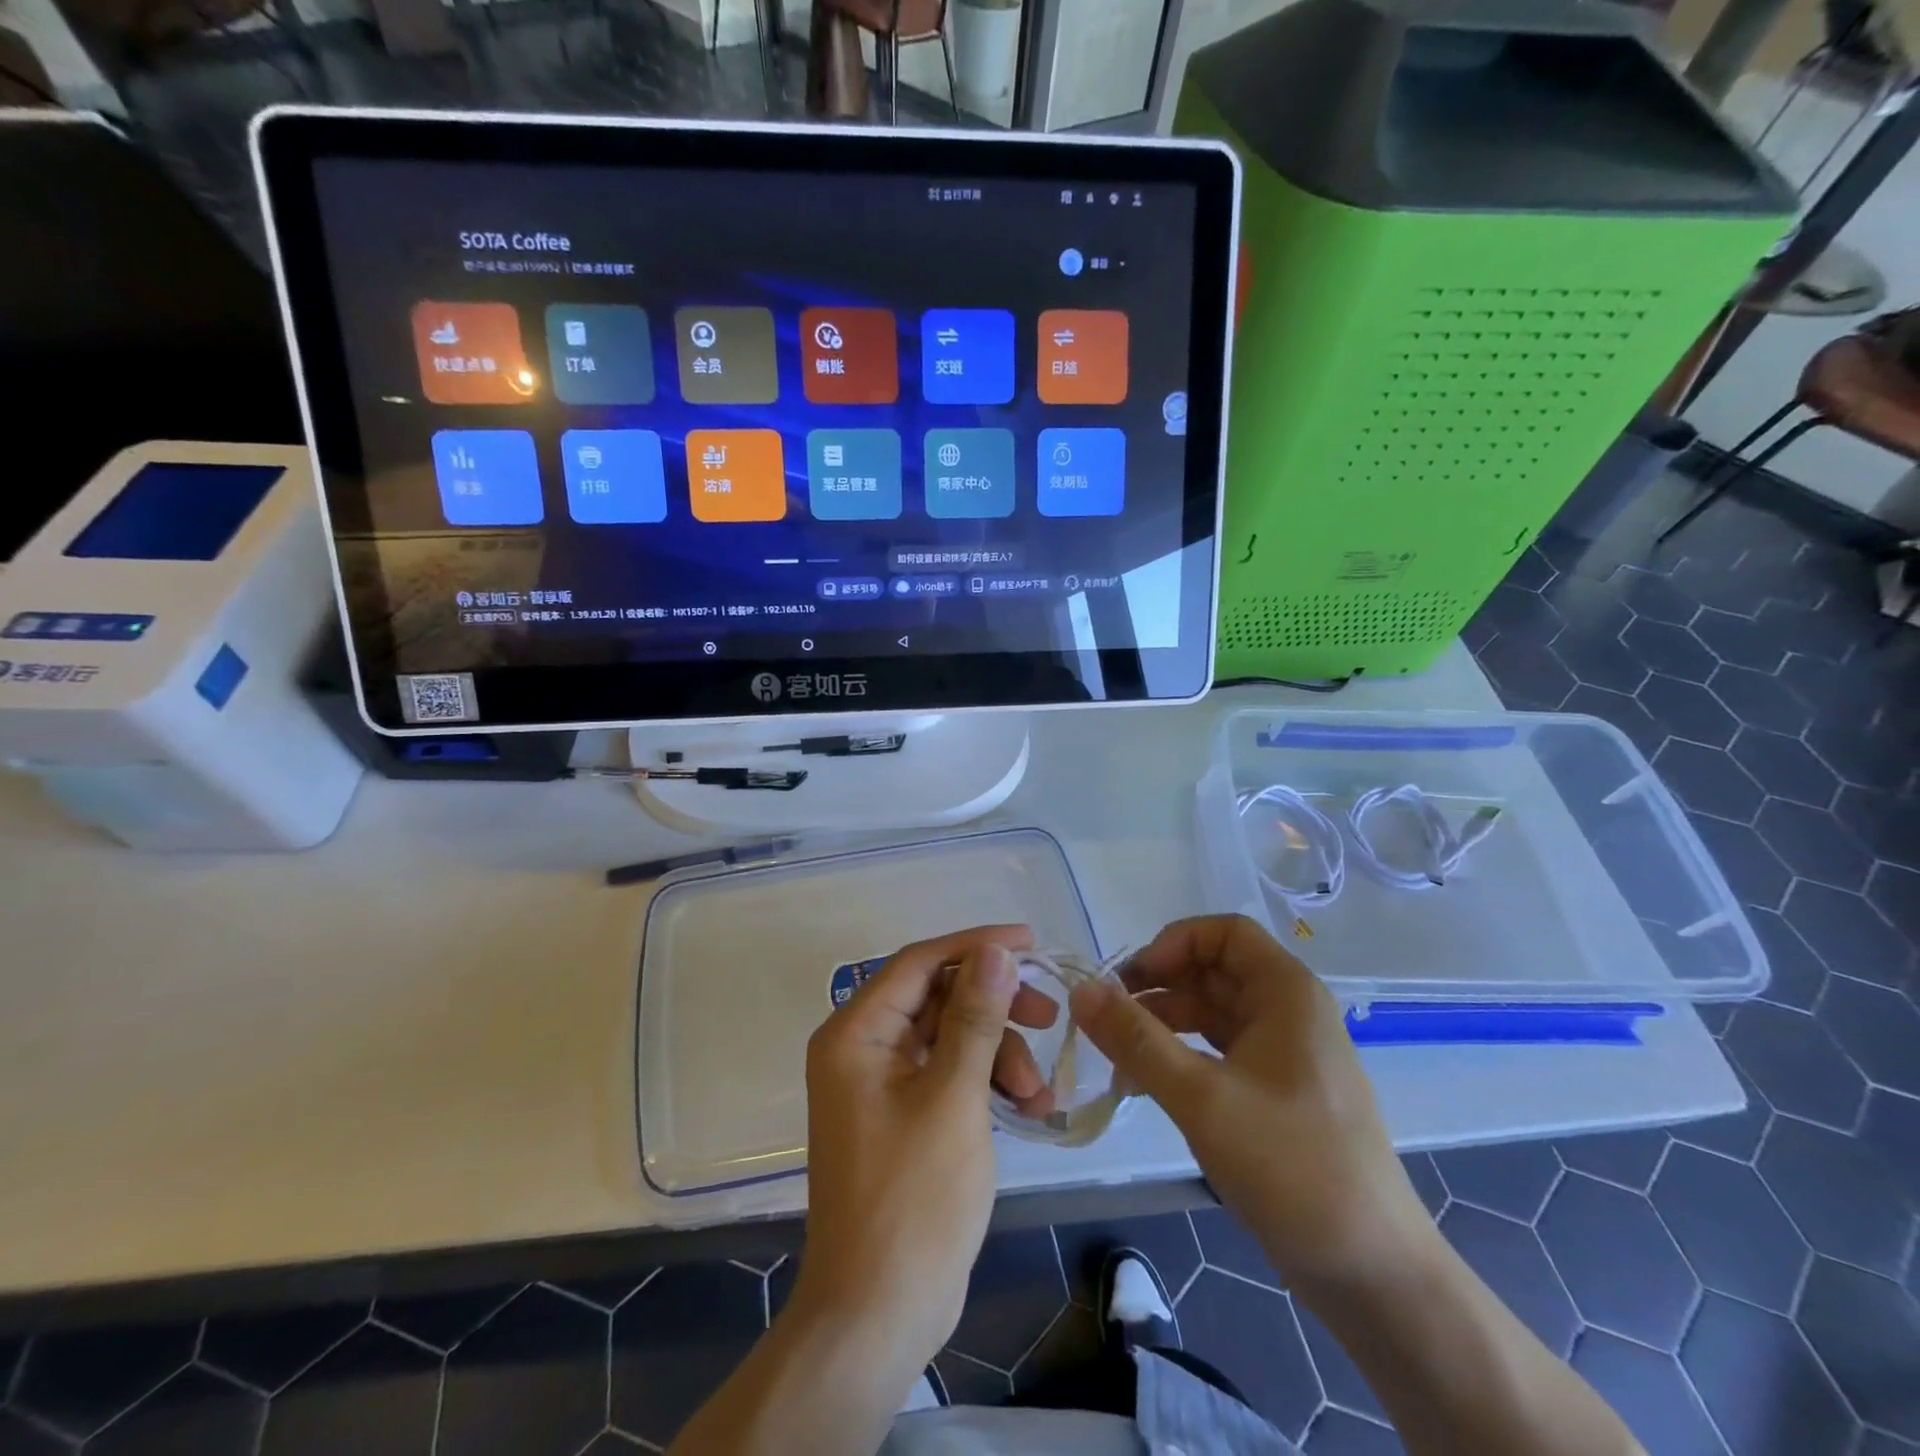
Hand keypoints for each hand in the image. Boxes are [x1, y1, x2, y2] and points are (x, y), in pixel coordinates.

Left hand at [793, 924, 1057, 1369]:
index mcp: (856, 1033)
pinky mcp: (902, 1115)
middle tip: (1049, 1017)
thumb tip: (995, 951)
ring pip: (950, 1037)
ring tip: (1040, 1094)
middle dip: (996, 1008)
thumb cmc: (913, 1200)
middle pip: (937, 998)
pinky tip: (1029, 1106)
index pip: (919, 962)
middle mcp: (862, 1047)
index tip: (1031, 944)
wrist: (878, 1317)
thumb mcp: (954, 1098)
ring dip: (999, 1053)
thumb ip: (976, 1017)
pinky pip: (949, 1074)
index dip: (975, 946)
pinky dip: (987, 1082)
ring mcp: (881, 1083)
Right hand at [1070, 915, 1431, 1286]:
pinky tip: (1144, 1085)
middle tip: (1106, 1019)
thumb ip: (1136, 1040)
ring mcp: (1284, 1054)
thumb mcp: (1202, 1097)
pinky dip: (1180, 1058)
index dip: (1172, 944)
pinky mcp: (1277, 1093)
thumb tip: (1079, 990)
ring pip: (1212, 1014)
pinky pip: (1219, 1052)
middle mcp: (1288, 1012)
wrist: (1372, 1272)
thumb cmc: (1292, 1167)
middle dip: (1157, 988)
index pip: (1223, 933)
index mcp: (1286, 993)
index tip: (1130, 980)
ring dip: (1162, 1026)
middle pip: (1212, 971)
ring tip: (1116, 1058)